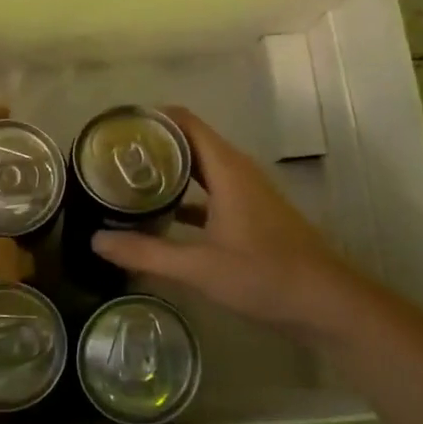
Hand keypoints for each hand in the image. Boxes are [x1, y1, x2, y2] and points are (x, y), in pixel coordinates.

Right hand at [93, 106, 354, 334]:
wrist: (327, 304)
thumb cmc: (265, 276)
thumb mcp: (199, 268)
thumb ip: (146, 253)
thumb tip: (96, 241)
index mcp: (227, 169)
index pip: (185, 122)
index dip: (151, 119)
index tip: (116, 129)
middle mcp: (237, 172)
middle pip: (190, 142)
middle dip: (152, 146)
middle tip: (110, 158)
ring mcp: (247, 194)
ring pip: (200, 169)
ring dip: (168, 171)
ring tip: (126, 182)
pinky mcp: (251, 215)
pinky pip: (211, 193)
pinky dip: (185, 197)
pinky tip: (160, 217)